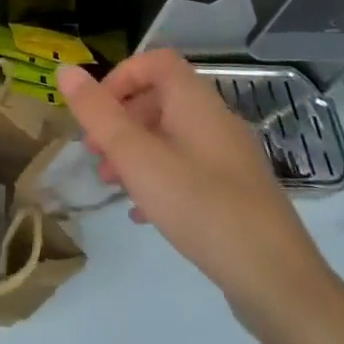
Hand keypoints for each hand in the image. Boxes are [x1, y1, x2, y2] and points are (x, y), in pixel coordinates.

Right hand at [59, 50, 335, 327]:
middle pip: (161, 98)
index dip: (121, 76)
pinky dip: (159, 178)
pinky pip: (189, 168)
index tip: (96, 112)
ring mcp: (230, 158)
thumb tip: (66, 70)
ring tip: (111, 183)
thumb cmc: (201, 207)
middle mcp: (217, 121)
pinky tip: (143, 213)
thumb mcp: (136, 158)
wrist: (277, 282)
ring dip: (136, 151)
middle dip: (121, 119)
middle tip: (95, 152)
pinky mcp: (237, 193)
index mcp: (196, 103)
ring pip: (172, 136)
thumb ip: (98, 114)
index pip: (156, 62)